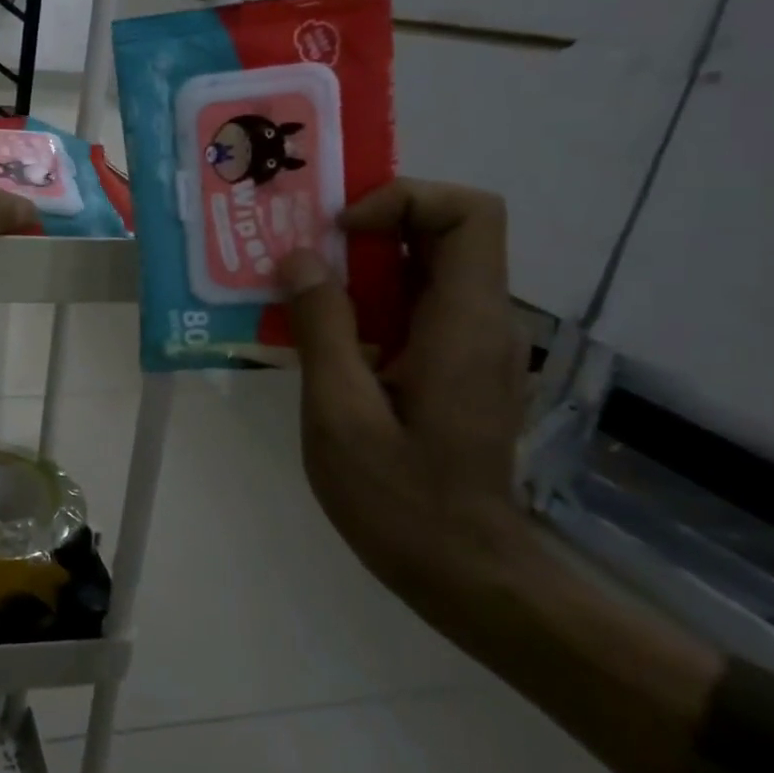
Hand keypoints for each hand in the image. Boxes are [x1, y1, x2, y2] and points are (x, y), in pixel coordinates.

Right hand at [278, 179, 533, 612]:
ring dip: (358, 265)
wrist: (463, 572)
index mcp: (463, 324)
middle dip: (368, 225)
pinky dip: (363, 301)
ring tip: (292, 283)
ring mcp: (469, 346)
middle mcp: (480, 322)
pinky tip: (315, 333)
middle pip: (443, 233)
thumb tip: (299, 260)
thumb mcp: (341, 413)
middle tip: (298, 245)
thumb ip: (322, 328)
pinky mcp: (451, 368)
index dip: (404, 200)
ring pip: (422, 270)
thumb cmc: (400, 498)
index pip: (469, 214)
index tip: (338, 231)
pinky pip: (411, 307)